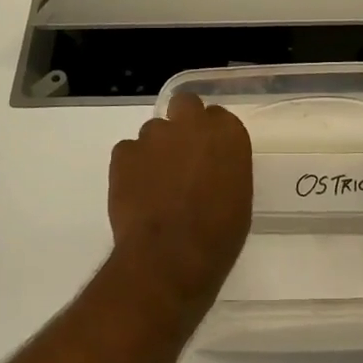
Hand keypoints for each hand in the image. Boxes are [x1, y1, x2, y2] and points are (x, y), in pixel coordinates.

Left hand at [107, 92, 252, 319]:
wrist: (171, 257)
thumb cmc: (218, 234)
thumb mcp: (238, 196)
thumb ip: (224, 167)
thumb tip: (210, 168)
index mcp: (227, 133)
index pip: (218, 117)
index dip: (211, 136)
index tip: (209, 155)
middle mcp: (191, 123)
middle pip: (185, 104)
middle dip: (182, 121)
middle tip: (182, 154)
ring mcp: (154, 135)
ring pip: (153, 130)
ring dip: (156, 149)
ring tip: (155, 183)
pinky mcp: (124, 153)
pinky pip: (127, 151)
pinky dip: (131, 167)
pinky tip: (136, 192)